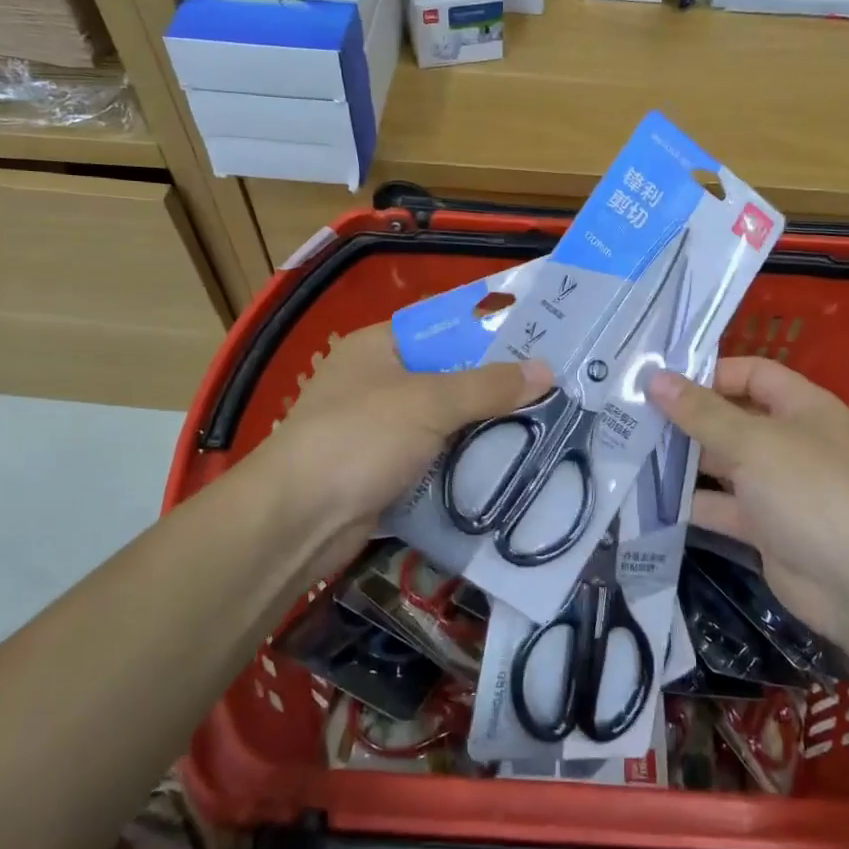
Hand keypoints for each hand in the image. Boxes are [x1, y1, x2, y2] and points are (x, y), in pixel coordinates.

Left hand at [253, 325, 550, 580]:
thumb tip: (547, 370)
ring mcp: (378, 430)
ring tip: (542, 429)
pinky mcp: (383, 473)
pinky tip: (505, 468)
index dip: (488, 334)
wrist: (298, 520)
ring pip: (443, 423)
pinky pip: (434, 460)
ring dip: (482, 431)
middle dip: (493, 389)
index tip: (537, 345)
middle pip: (447, 378)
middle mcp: (376, 382)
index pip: (441, 328)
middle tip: (551, 392)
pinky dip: (462, 465)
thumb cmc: (360, 438)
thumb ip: (488, 386)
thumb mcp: (429, 402)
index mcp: (378, 347)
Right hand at [647, 357, 848, 637]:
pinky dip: (691, 503)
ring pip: (723, 464)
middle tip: (632, 415)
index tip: (660, 381)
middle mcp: (790, 441)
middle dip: (687, 418)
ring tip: (631, 452)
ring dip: (683, 461)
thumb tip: (656, 378)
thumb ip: (701, 412)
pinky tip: (649, 498)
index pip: (752, 374)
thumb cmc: (810, 493)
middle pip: (732, 418)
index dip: (710, 373)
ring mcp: (778, 486)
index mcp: (802, 408)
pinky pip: (721, 506)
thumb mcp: (752, 443)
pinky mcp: (765, 527)